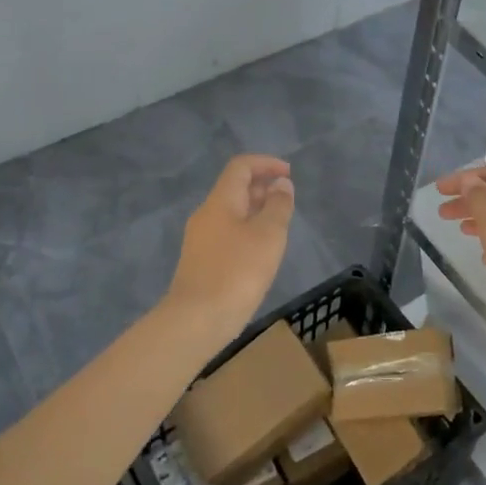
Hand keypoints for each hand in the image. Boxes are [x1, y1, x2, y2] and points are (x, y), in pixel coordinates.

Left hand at [168, 155, 294, 343]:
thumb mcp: (268, 236)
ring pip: (231, 212)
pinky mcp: (201, 261)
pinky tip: (261, 251)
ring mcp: (200, 239)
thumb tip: (280, 185)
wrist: (196, 320)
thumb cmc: (237, 272)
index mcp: (220, 201)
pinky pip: (227, 233)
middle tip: (287, 199)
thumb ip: (278, 206)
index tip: (288, 174)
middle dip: (262, 187)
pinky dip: (247, 230)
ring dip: (255, 210)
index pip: (240, 167)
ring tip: (279, 224)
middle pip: (234, 188)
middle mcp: (206, 214)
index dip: (265, 163)